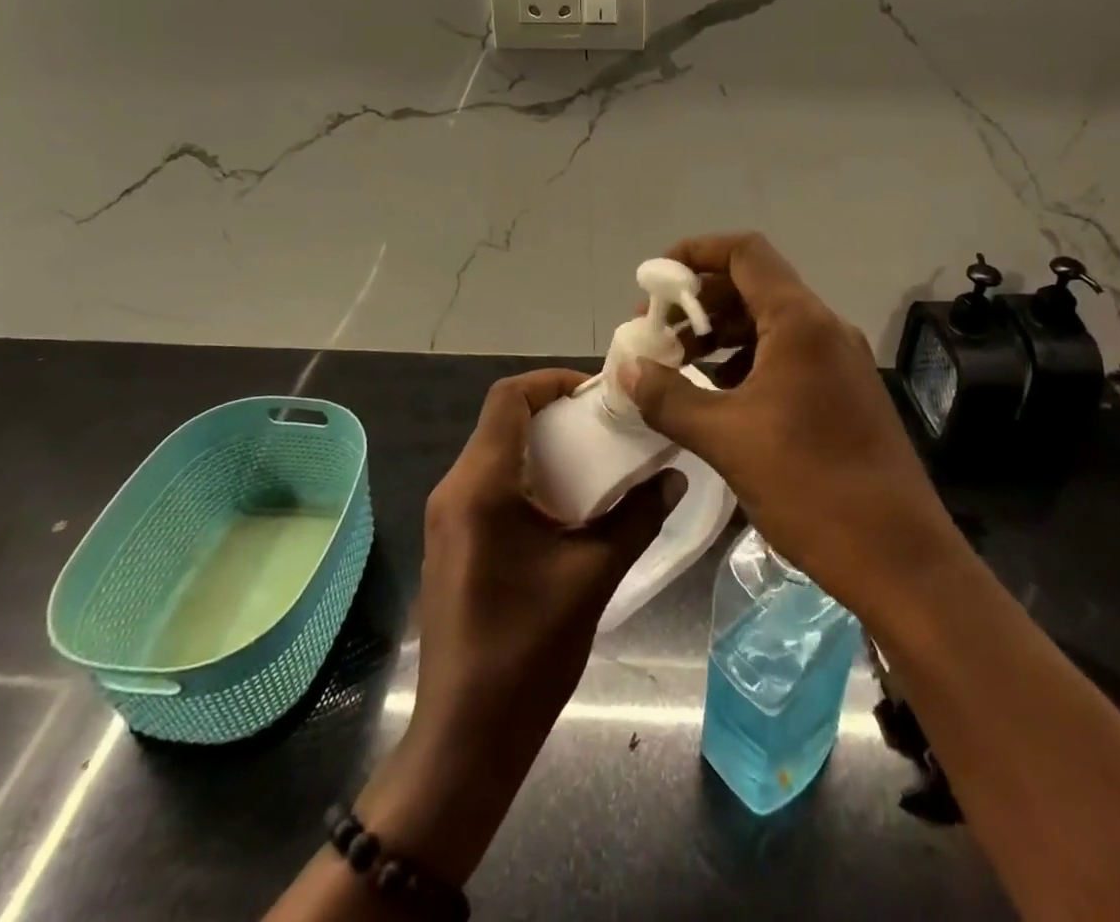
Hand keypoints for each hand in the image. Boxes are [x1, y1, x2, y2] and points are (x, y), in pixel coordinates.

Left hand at [270, 372, 680, 915]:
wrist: (465, 737)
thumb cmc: (527, 651)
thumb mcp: (593, 577)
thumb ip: (636, 518)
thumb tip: (673, 477)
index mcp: (481, 485)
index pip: (508, 398)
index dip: (552, 381)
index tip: (597, 393)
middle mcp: (454, 489)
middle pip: (501, 422)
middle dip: (554, 414)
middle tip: (605, 426)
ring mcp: (446, 518)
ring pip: (494, 453)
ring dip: (541, 447)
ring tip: (593, 461)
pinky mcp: (450, 542)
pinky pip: (487, 485)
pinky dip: (525, 476)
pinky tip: (564, 506)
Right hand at [621, 233, 962, 625]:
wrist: (900, 560)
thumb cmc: (810, 486)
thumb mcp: (726, 439)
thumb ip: (668, 397)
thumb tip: (626, 369)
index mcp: (800, 322)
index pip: (744, 252)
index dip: (695, 253)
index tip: (654, 281)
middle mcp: (823, 328)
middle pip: (752, 286)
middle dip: (698, 303)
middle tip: (655, 333)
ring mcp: (838, 361)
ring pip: (768, 324)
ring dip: (719, 336)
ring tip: (675, 366)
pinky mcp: (843, 393)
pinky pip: (785, 356)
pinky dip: (744, 363)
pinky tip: (716, 397)